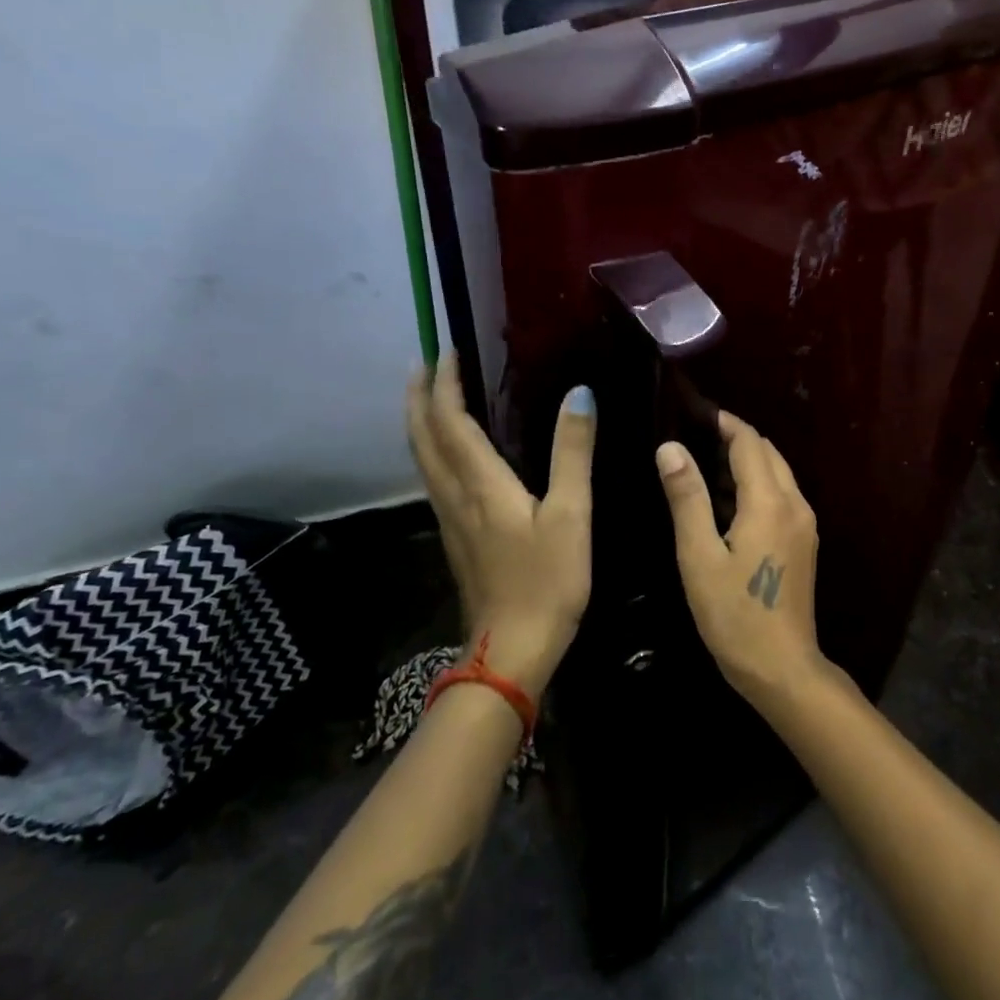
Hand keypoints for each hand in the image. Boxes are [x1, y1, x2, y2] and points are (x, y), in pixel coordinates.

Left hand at [407, 359, 596, 696]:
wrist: (511, 649)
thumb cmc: (547, 580)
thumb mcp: (572, 513)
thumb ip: (573, 452)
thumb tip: (580, 394)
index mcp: (480, 483)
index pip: (449, 421)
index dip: (445, 384)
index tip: (447, 349)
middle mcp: (454, 495)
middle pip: (422, 437)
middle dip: (419, 397)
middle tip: (424, 363)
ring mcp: (450, 519)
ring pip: (423, 459)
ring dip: (421, 422)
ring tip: (430, 396)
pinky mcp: (455, 537)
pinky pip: (434, 478)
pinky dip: (433, 449)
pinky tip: (450, 452)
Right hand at [656, 411, 825, 709]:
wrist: (782, 667)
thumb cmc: (733, 614)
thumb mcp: (699, 556)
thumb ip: (687, 497)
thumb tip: (670, 447)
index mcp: (770, 501)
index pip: (749, 442)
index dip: (723, 422)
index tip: (692, 413)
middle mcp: (795, 503)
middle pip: (767, 453)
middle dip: (733, 439)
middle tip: (691, 440)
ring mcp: (804, 523)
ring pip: (776, 474)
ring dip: (744, 463)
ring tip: (701, 467)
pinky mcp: (804, 541)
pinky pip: (780, 496)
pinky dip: (755, 486)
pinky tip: (725, 503)